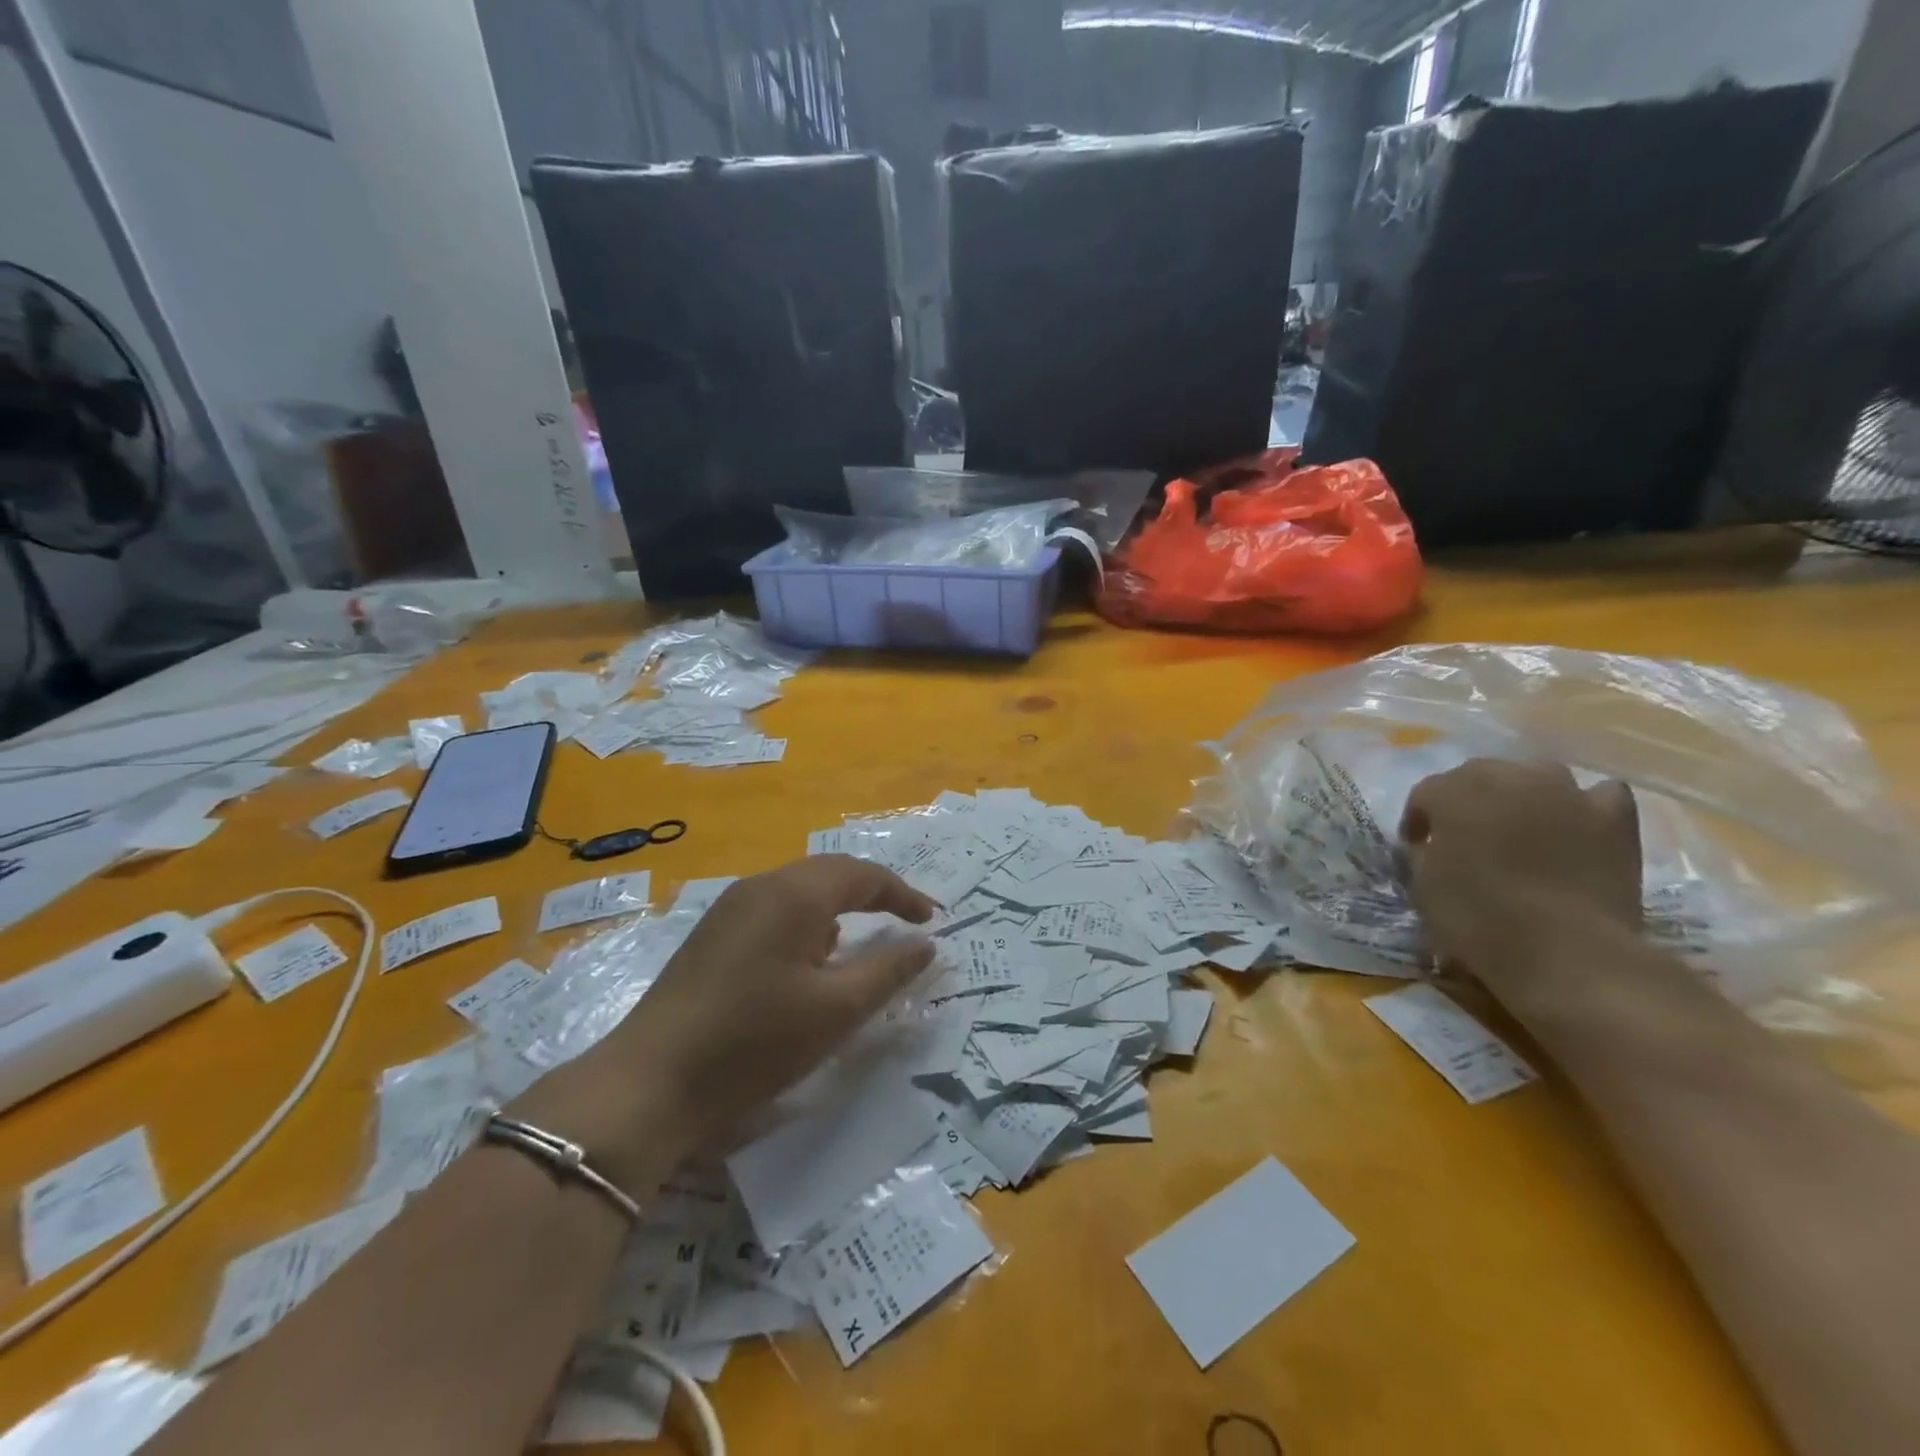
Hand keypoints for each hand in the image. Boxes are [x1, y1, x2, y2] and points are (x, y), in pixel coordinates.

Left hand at [518, 856, 936, 1185]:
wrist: (650, 1082)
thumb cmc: (755, 1042)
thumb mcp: (836, 1011)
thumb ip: (888, 971)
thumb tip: (925, 944)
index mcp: (795, 894)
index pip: (863, 875)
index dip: (903, 894)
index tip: (932, 922)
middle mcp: (761, 886)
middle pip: (830, 874)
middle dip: (872, 894)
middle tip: (903, 922)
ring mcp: (730, 908)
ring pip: (799, 891)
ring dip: (837, 907)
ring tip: (860, 941)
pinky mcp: (712, 934)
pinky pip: (774, 910)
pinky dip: (806, 923)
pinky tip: (807, 962)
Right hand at [1399, 760, 1641, 991]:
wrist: (1566, 950)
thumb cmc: (1479, 917)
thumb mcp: (1425, 885)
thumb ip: (1426, 852)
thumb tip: (1431, 846)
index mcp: (1453, 792)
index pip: (1425, 794)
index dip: (1418, 820)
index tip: (1416, 847)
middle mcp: (1507, 777)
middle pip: (1479, 774)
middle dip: (1467, 800)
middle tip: (1465, 835)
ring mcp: (1566, 792)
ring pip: (1536, 775)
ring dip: (1522, 795)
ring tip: (1519, 826)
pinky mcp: (1614, 818)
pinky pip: (1599, 796)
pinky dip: (1584, 805)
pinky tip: (1576, 824)